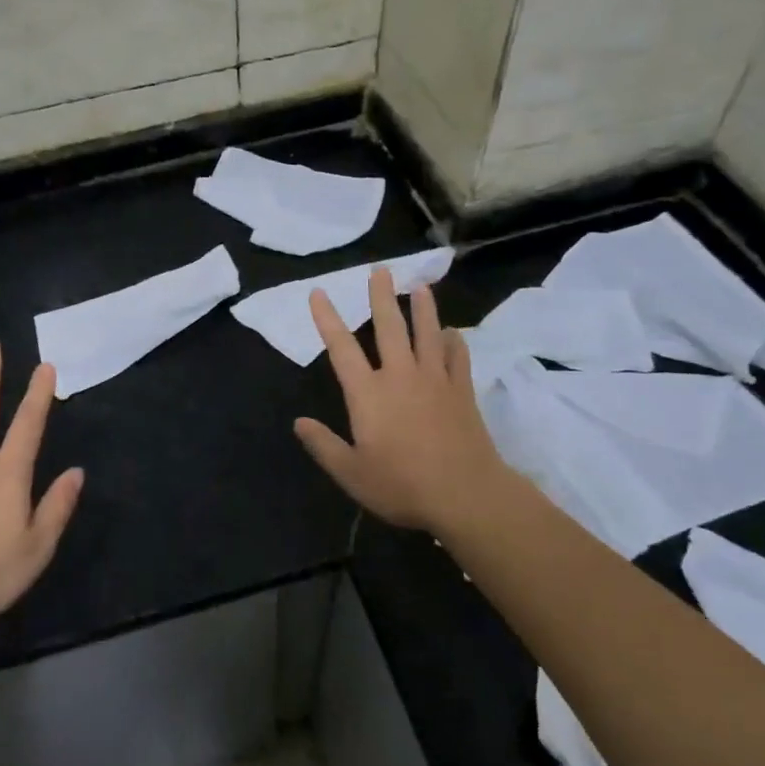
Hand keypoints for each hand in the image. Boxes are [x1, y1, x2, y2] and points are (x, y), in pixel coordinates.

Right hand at [293, 269, 521, 539]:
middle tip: (380, 270)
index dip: (327, 318)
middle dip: (382, 297)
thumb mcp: (351, 473)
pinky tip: (452, 333)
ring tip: (420, 286)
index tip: (319, 292)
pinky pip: (458, 357)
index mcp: (368, 394)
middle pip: (389, 328)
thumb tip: (299, 422)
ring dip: (422, 308)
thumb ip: (323, 445)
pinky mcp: (462, 392)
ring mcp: (435, 380)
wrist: (466, 495)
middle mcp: (400, 376)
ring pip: (427, 334)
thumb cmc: (402, 485)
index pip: (341, 348)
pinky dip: (454, 341)